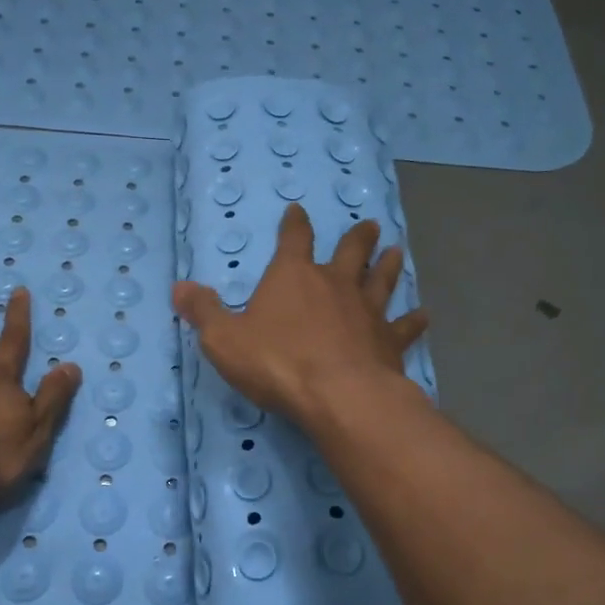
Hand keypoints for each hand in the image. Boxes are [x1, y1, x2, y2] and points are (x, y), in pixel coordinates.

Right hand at [172, 204, 428, 425]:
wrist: (338, 395)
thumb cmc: (276, 362)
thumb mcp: (224, 339)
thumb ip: (203, 312)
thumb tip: (180, 287)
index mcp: (292, 276)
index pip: (294, 238)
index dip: (295, 224)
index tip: (298, 210)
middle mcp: (333, 284)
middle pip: (349, 252)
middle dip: (357, 238)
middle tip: (370, 225)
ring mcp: (366, 311)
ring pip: (380, 280)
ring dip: (387, 265)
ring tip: (396, 250)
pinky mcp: (388, 340)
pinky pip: (403, 326)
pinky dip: (413, 320)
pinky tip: (424, 315)